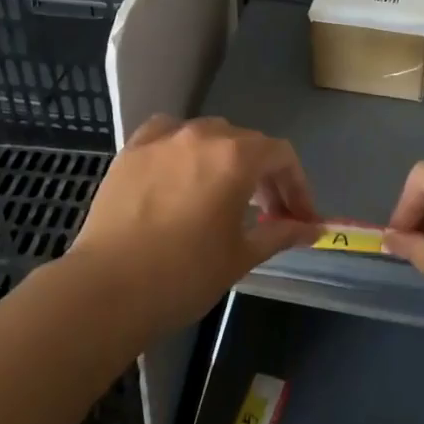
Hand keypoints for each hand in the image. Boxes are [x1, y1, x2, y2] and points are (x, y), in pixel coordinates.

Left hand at [64, 115, 319, 335]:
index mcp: (236, 157)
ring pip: (207, 135)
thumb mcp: (242, 255)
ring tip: (222, 193)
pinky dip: (181, 148)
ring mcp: (162, 140)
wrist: (108, 289)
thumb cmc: (185, 274)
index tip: (300, 218)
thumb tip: (314, 229)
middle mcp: (202, 136)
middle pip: (246, 143)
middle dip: (264, 176)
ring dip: (224, 158)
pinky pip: (165, 135)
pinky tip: (179, 169)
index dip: (297, 186)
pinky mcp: (130, 151)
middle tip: (268, 213)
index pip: (281, 156)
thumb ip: (281, 233)